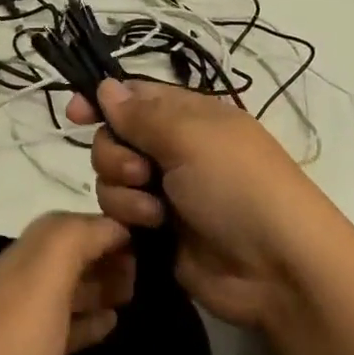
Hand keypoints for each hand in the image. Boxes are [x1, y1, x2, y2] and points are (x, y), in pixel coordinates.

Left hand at [0, 213, 133, 354]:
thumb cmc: (9, 346)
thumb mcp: (43, 278)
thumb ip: (74, 239)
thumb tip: (112, 225)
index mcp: (24, 258)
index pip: (70, 225)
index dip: (106, 227)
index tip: (149, 242)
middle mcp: (21, 283)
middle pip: (69, 256)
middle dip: (106, 256)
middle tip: (146, 276)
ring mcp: (22, 325)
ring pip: (68, 291)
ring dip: (100, 286)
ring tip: (136, 296)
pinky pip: (65, 329)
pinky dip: (89, 321)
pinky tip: (112, 325)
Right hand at [68, 79, 329, 328]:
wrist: (278, 268)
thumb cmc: (238, 186)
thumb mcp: (191, 137)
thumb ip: (141, 114)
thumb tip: (106, 86)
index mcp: (189, 115)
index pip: (135, 95)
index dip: (103, 100)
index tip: (75, 114)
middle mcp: (174, 148)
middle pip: (114, 137)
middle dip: (115, 154)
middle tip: (142, 172)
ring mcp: (166, 190)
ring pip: (111, 177)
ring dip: (125, 191)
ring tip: (156, 211)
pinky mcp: (158, 229)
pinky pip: (119, 212)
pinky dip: (129, 217)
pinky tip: (151, 229)